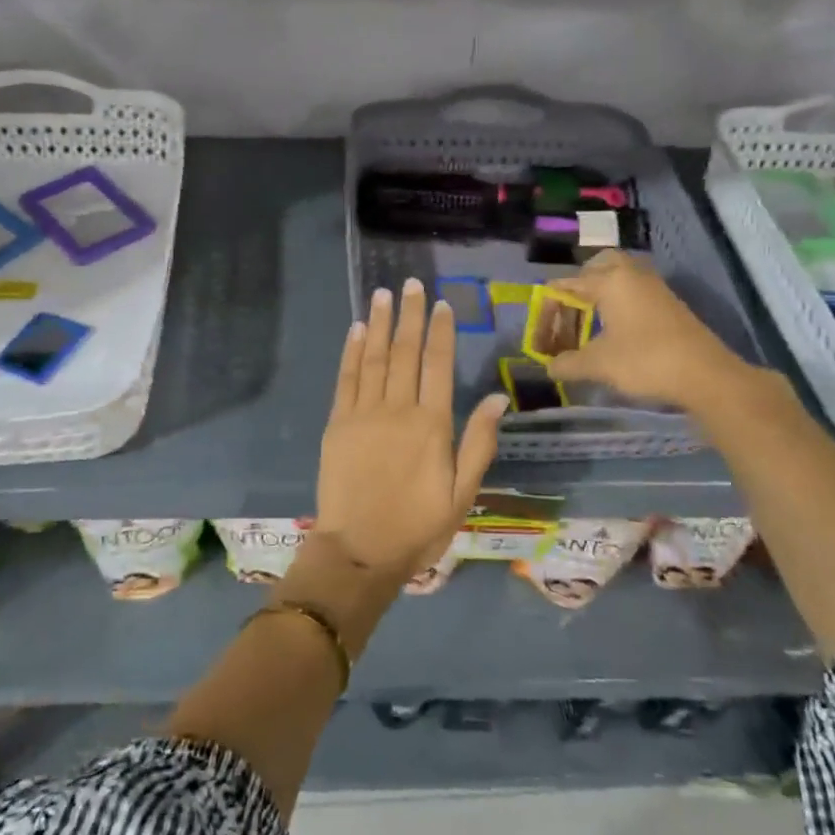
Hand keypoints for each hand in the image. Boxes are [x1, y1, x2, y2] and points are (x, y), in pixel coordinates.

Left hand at [314, 278, 506, 580]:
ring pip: (374, 357)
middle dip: (410, 315)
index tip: (441, 304)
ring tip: (384, 294)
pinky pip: (346, 379)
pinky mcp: (338, 424)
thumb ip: (479, 442)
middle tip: (411, 283)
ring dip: (380, 323)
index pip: (438, 364)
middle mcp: (398, 410)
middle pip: (405, 352)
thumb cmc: (418, 527)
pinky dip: (352, 351)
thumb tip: (496, 397)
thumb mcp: (463, 493)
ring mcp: (363, 414)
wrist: (359, 550)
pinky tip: (357, 329)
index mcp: (432, 425)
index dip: (440, 331)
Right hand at [545, 251, 763, 415]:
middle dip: (576, 289)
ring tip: (586, 328)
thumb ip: (567, 363)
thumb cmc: (645, 361)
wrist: (706, 375)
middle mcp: (631, 275)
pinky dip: (616, 306)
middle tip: (566, 315)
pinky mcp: (668, 304)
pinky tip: (612, 333)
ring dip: (598, 297)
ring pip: (618, 279)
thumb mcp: (598, 364)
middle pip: (596, 268)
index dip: (547, 313)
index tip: (539, 341)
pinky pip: (633, 293)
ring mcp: (654, 288)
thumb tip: (550, 367)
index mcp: (610, 281)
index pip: (565, 286)